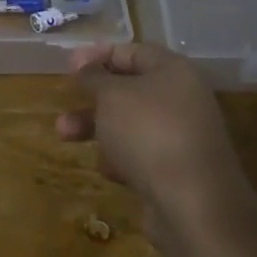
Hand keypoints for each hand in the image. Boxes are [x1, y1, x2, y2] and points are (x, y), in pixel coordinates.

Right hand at [57, 42, 254, 252]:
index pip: (133, 52)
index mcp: (174, 72)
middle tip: (63, 102)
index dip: (99, 55)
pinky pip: (140, 155)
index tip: (69, 66)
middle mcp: (182, 100)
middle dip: (91, 98)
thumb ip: (94, 77)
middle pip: (129, 90)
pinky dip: (120, 158)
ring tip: (63, 136)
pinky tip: (109, 171)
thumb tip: (85, 64)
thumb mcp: (112, 95)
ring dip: (96, 128)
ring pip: (129, 125)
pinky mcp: (175, 171)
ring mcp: (180, 137)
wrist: (193, 204)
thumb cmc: (148, 133)